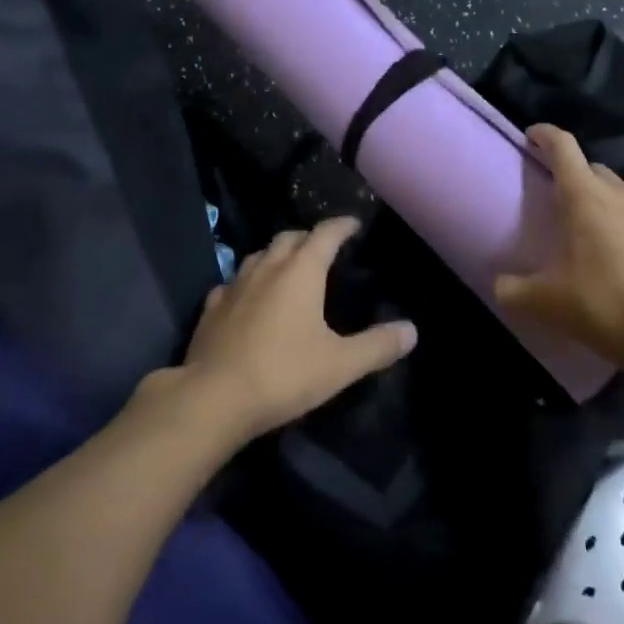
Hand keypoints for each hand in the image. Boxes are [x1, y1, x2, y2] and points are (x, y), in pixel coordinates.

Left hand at [179, 218, 416, 440]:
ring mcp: (235, 284)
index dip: (342, 225)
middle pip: (290, 237)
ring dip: (278, 255)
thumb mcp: (340, 365)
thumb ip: (378, 346)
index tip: (354, 224)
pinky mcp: (211, 307)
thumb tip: (412, 330)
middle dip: (309, 238)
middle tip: (325, 250)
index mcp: (301, 271)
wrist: (213, 399)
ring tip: (289, 269)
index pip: (325, 233)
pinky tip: (249, 299)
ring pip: (260, 255)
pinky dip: (249, 282)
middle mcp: (267, 267)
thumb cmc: (283, 374)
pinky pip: (234, 282)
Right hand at [496, 125, 623, 378]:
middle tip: (564, 206)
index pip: (562, 147)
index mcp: (585, 197)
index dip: (545, 136)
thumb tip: (498, 287)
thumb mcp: (548, 303)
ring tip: (603, 234)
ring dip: (613, 205)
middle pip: (595, 170)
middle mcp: (623, 194)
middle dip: (578, 179)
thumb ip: (514, 291)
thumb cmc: (606, 304)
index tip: (533, 136)